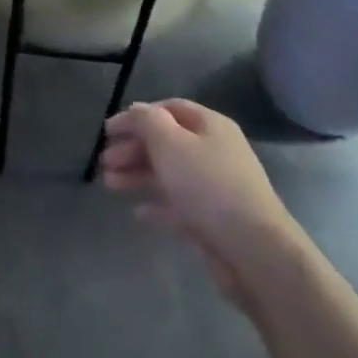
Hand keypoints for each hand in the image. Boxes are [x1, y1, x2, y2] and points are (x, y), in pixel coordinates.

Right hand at [98, 100, 294, 301]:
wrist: (252, 249)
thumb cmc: (207, 186)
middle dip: (133, 148)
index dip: (136, 116)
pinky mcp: (213, 219)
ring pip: (169, 173)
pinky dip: (157, 205)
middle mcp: (215, 151)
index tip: (107, 131)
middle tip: (104, 162)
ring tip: (110, 185)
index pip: (169, 109)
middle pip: (167, 142)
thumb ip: (147, 122)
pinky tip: (138, 212)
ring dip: (138, 175)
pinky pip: (179, 205)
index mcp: (210, 126)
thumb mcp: (170, 143)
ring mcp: (215, 187)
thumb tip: (135, 111)